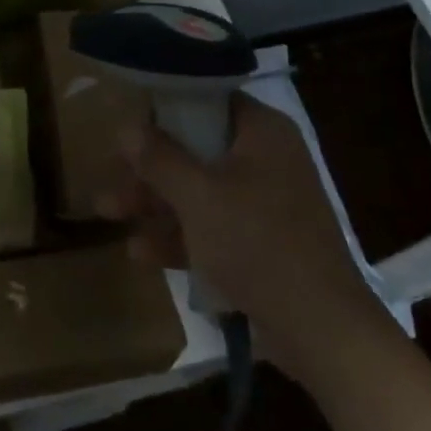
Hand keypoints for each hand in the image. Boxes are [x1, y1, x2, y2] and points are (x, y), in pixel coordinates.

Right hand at [102, 95, 394, 388]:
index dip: (164, 109)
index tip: (129, 124)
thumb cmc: (257, 243)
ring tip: (108, 213)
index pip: (206, 99)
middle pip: (195, 148)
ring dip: (155, 202)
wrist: (322, 330)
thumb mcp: (197, 196)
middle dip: (149, 168)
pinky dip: (180, 234)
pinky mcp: (262, 242)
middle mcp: (266, 158)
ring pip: (199, 189)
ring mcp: (265, 202)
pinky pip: (213, 225)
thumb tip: (126, 127)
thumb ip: (159, 158)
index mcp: (262, 132)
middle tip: (110, 176)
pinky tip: (140, 253)